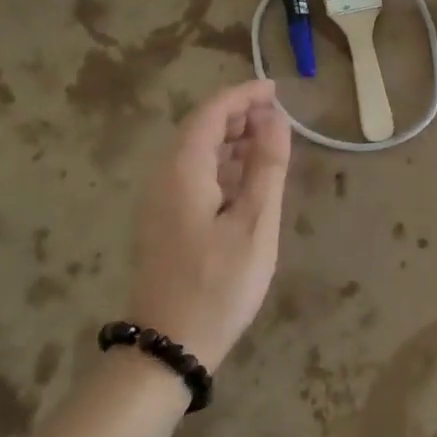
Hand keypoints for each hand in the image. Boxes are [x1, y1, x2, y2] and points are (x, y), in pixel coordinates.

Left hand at [128, 79, 291, 372]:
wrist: (169, 347)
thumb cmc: (218, 284)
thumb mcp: (255, 223)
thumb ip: (267, 166)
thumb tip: (275, 119)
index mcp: (183, 170)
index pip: (211, 113)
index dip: (243, 95)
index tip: (276, 90)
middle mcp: (163, 177)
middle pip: (199, 129)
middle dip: (238, 115)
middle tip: (278, 116)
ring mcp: (159, 201)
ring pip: (195, 153)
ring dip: (230, 140)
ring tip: (268, 142)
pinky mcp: (163, 222)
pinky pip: (192, 176)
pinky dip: (220, 166)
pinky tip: (245, 179)